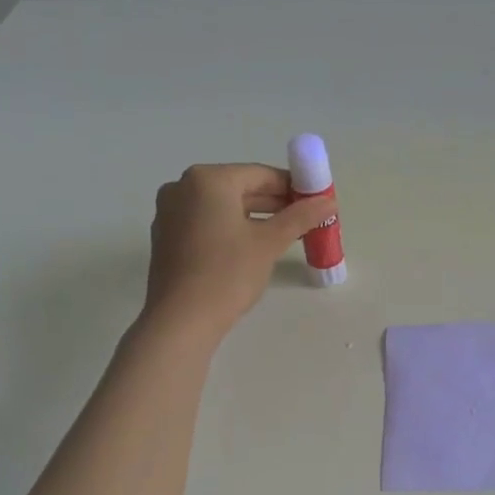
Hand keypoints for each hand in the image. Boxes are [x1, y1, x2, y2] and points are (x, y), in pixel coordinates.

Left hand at [142, 164, 334, 340]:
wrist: (181, 320)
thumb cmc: (227, 273)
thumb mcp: (269, 243)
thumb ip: (300, 217)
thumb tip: (328, 201)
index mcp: (208, 179)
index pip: (260, 174)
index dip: (292, 187)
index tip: (315, 202)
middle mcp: (183, 187)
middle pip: (240, 188)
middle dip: (274, 203)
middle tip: (305, 220)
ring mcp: (170, 212)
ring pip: (223, 207)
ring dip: (255, 217)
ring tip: (285, 235)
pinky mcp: (166, 237)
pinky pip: (206, 222)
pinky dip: (231, 228)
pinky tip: (252, 248)